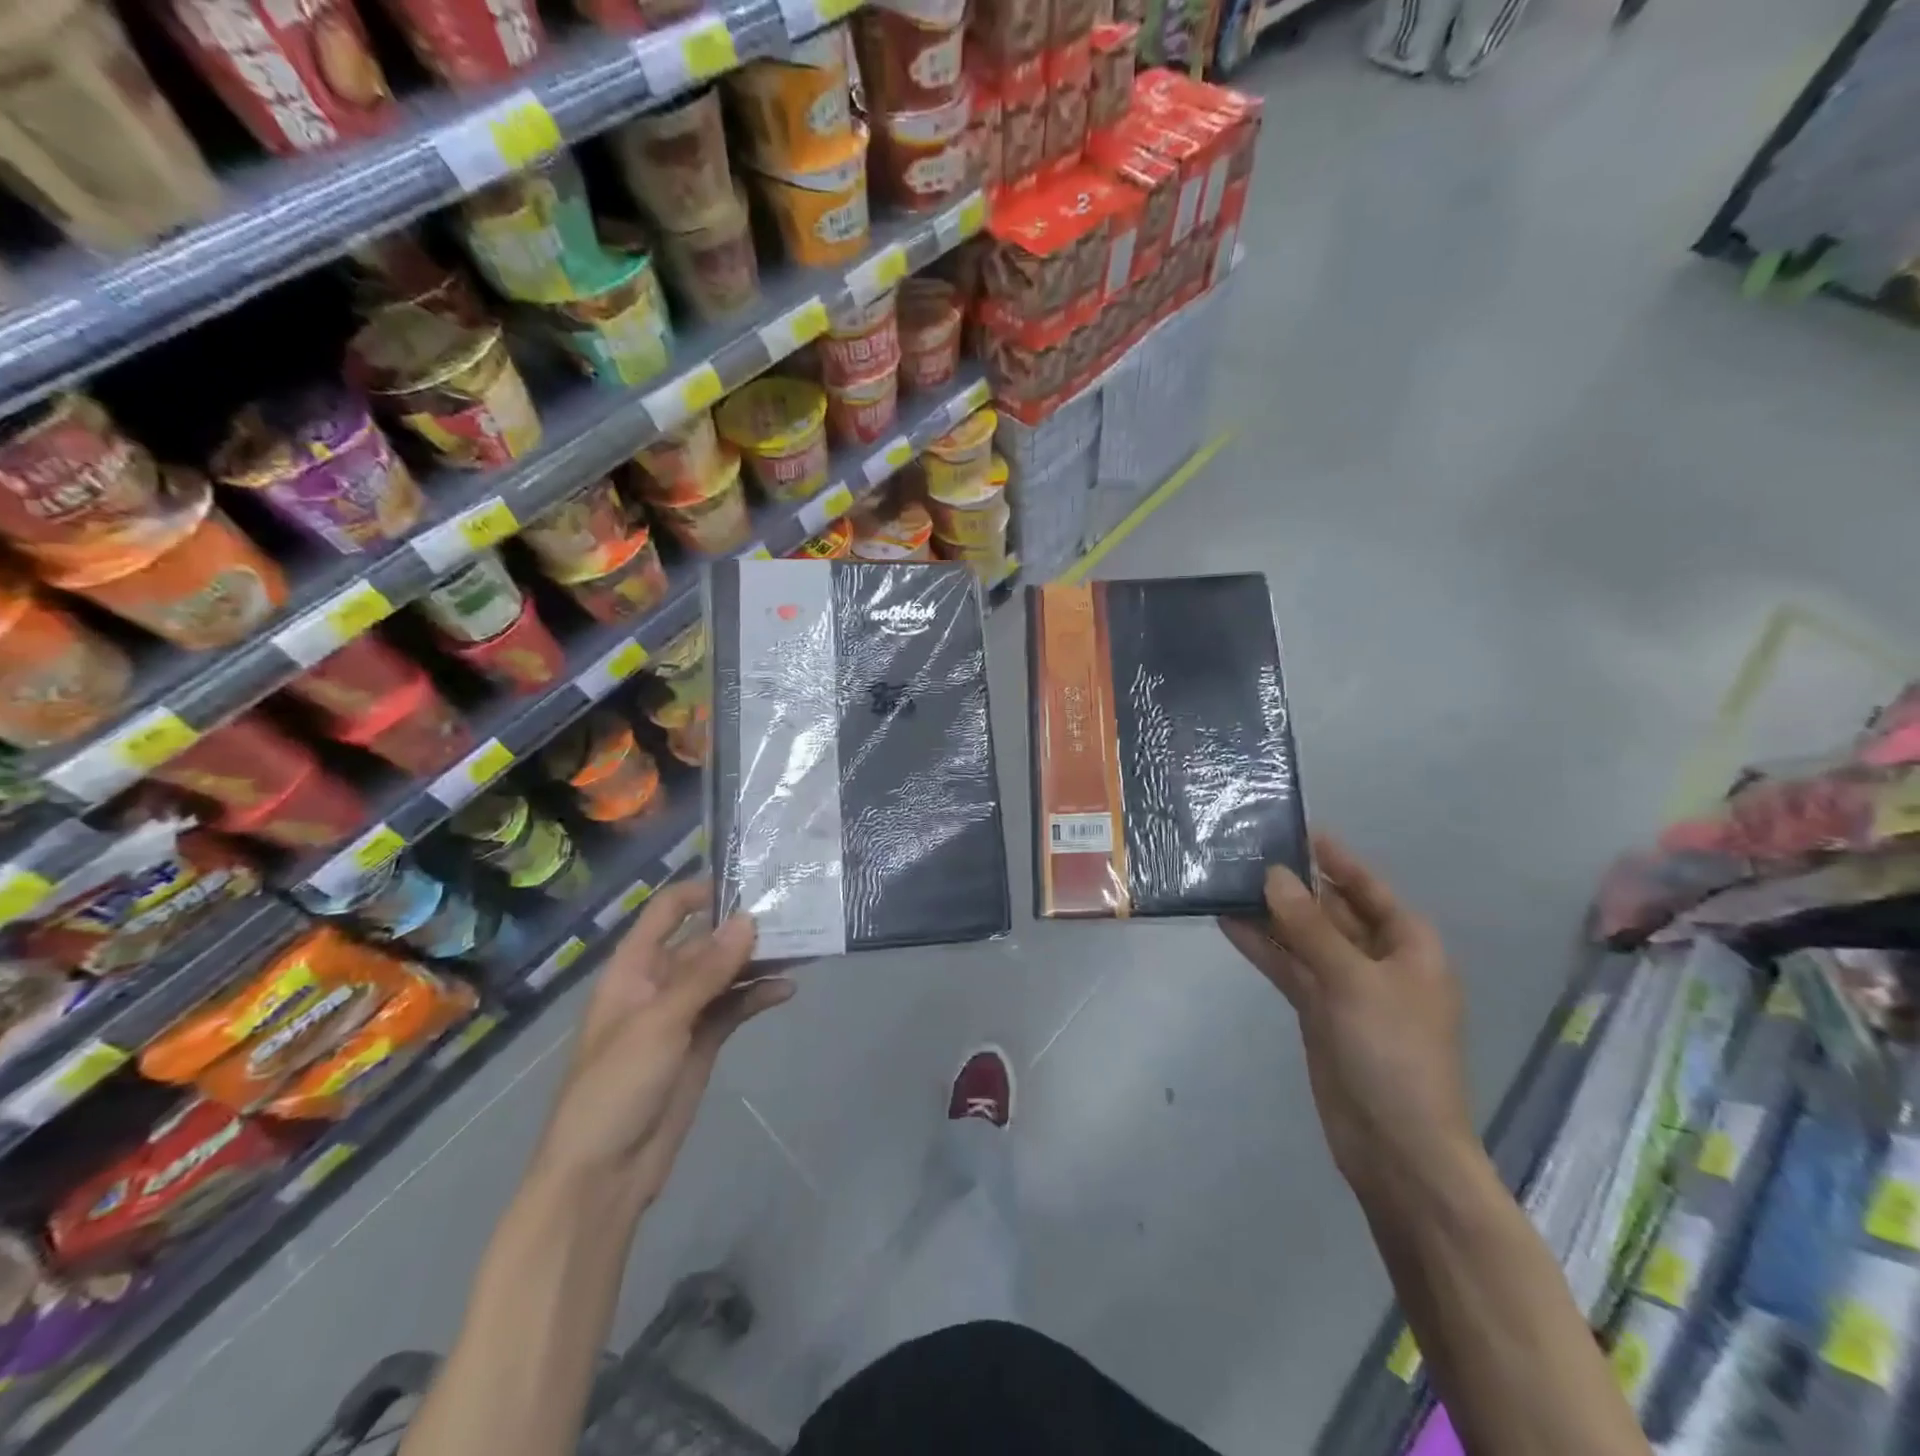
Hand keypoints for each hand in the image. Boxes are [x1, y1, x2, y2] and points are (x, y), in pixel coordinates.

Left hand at [529, 879, 791, 1207]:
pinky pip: (734, 1008)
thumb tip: (748, 919)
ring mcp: (682, 1015)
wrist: (603, 1177)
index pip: (666, 912)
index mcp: (633, 969)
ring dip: (757, 962)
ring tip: (802, 946)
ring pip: (725, 975)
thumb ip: (706, 971)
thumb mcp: (660, 1022)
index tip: (749, 881)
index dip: (701, 892)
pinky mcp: (702, 1044)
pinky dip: (758, 997)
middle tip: (794, 913)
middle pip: (704, 942)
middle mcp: (659, 984)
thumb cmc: (616, 1088)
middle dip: (743, 929)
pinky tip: (788, 990)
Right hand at [1220, 834, 1480, 1205]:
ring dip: (1270, 913)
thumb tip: (1273, 875)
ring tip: (1227, 879)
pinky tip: (1228, 922)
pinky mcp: (1318, 1011)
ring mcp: (1345, 987)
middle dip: (1292, 884)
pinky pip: (1288, 966)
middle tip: (1245, 851)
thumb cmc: (1393, 1054)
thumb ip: (1309, 926)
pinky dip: (1262, 946)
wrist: (1395, 1147)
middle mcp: (1378, 960)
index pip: (1367, 888)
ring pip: (1303, 937)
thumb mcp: (1353, 981)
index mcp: (1408, 946)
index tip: (1295, 830)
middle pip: (1331, 910)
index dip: (1334, 859)